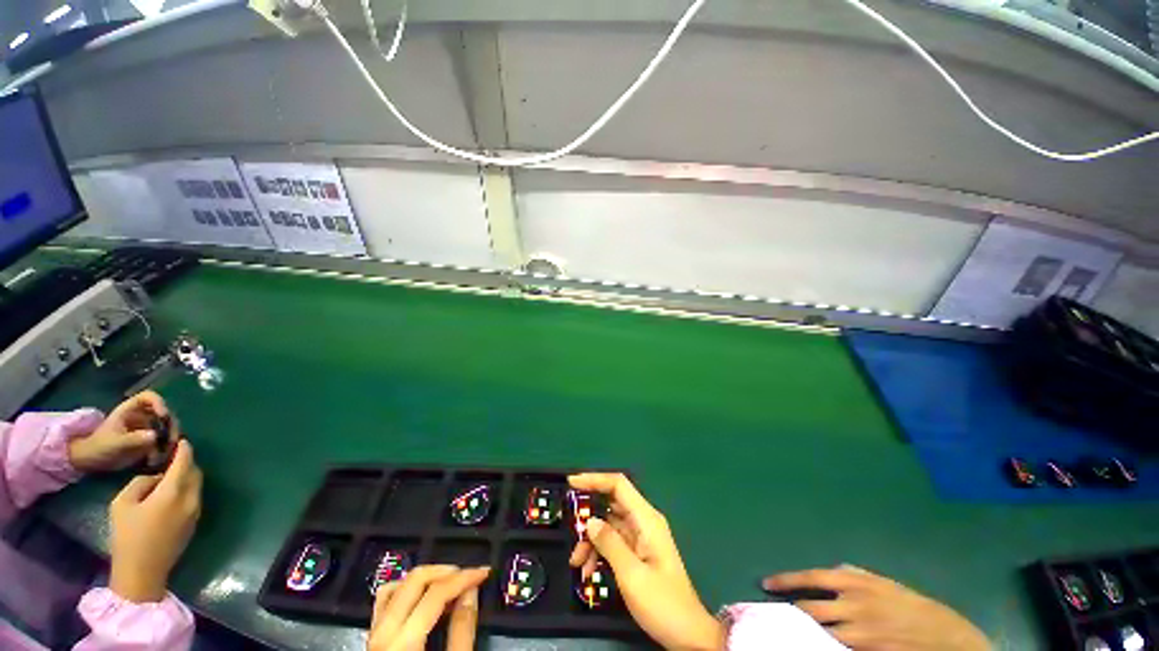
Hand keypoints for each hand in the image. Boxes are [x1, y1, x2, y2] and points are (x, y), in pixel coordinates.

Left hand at [69, 391, 178, 471]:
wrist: (91, 461)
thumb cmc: (99, 447)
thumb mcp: (115, 443)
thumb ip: (133, 439)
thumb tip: (155, 436)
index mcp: (131, 410)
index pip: (149, 397)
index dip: (159, 403)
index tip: (163, 416)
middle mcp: (142, 416)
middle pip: (164, 414)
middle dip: (170, 426)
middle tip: (172, 440)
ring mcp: (147, 429)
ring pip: (167, 429)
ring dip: (169, 441)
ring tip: (164, 454)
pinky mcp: (149, 441)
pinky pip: (163, 443)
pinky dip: (164, 451)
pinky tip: (157, 461)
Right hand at [109, 440, 202, 602]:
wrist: (142, 573)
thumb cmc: (128, 537)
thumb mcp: (122, 503)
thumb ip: (141, 483)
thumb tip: (156, 479)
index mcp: (173, 493)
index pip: (184, 463)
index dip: (184, 450)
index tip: (182, 440)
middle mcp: (190, 499)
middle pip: (195, 472)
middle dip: (186, 462)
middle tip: (173, 457)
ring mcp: (195, 512)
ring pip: (197, 485)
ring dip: (188, 476)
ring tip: (171, 473)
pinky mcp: (194, 523)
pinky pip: (194, 497)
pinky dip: (187, 489)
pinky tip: (172, 492)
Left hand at [367, 565, 489, 650]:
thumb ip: (461, 631)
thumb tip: (471, 591)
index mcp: (402, 645)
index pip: (435, 594)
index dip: (464, 578)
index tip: (484, 572)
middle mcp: (382, 635)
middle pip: (413, 582)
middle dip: (445, 572)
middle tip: (468, 574)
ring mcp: (372, 637)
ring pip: (395, 587)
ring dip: (425, 578)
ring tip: (448, 582)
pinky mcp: (371, 641)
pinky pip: (384, 602)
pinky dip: (405, 590)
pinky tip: (423, 596)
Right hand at [568, 473, 723, 650]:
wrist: (688, 635)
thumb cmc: (662, 603)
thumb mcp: (632, 575)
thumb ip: (609, 543)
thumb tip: (590, 521)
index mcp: (646, 519)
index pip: (618, 485)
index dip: (595, 479)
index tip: (572, 482)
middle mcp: (643, 522)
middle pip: (611, 504)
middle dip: (589, 515)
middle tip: (571, 529)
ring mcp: (640, 537)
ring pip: (608, 525)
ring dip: (591, 540)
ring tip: (576, 562)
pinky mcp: (637, 552)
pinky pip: (613, 542)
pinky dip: (599, 552)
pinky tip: (587, 570)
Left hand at [762, 566, 990, 650]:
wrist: (951, 640)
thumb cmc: (916, 607)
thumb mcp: (884, 584)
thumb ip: (855, 577)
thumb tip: (830, 573)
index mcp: (856, 584)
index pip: (810, 578)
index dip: (785, 580)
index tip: (765, 584)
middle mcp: (854, 606)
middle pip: (809, 610)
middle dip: (789, 612)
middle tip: (770, 614)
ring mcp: (861, 635)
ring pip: (819, 634)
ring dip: (801, 633)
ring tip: (784, 632)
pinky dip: (821, 647)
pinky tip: (812, 646)